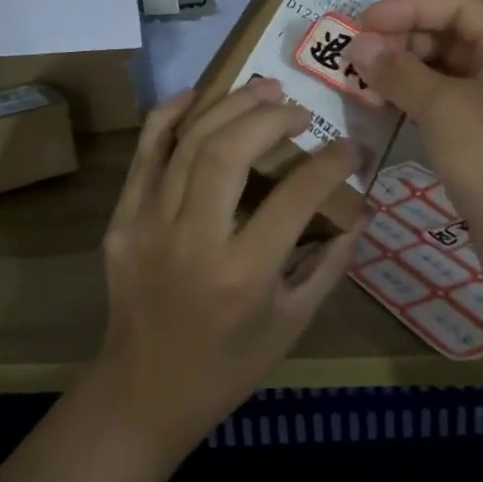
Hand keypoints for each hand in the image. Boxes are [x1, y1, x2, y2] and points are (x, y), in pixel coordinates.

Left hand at [92, 80, 361, 454]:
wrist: (143, 392)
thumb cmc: (228, 365)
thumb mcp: (292, 323)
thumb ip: (330, 263)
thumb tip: (359, 210)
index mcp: (242, 275)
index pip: (294, 197)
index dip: (331, 163)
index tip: (350, 149)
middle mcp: (192, 241)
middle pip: (229, 152)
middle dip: (272, 118)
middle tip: (299, 111)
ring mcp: (148, 225)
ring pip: (189, 142)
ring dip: (231, 106)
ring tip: (264, 90)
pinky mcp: (123, 219)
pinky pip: (146, 152)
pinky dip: (172, 115)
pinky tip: (201, 95)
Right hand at [347, 0, 482, 302]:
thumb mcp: (447, 110)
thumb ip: (399, 73)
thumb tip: (359, 44)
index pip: (456, 6)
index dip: (407, 8)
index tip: (361, 22)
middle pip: (446, 39)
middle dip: (399, 43)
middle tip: (349, 57)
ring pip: (440, 77)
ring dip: (399, 76)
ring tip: (354, 82)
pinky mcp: (481, 145)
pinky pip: (440, 111)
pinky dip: (409, 107)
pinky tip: (376, 112)